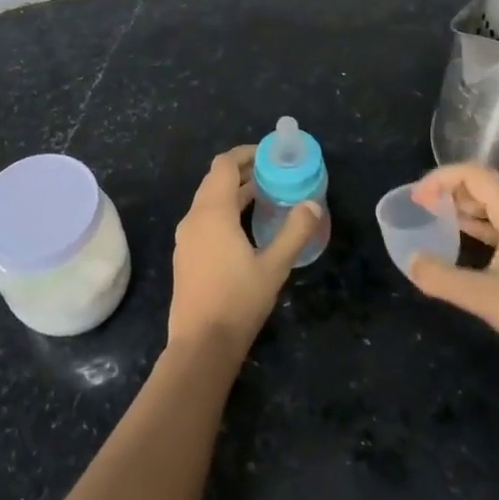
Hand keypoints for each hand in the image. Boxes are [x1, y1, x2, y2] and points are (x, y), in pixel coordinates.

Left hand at [167, 146, 321, 357]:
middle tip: (273, 173)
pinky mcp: (185, 256)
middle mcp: (194, 219)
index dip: (245, 154)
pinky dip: (224, 211)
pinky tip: (244, 228)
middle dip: (242, 171)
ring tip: (264, 196)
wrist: (201, 345)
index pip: (224, 165)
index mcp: (212, 213)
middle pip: (215, 180)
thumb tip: (313, 204)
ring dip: (233, 192)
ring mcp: (186, 238)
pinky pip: (204, 219)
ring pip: (208, 201)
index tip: (270, 155)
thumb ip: (295, 231)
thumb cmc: (238, 301)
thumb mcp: (274, 266)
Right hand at [407, 163, 498, 385]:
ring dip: (464, 204)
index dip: (441, 179)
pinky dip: (478, 223)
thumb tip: (411, 261)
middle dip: (451, 187)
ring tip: (434, 216)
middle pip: (486, 183)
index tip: (417, 198)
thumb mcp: (484, 297)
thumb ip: (442, 277)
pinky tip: (461, 238)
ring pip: (495, 203)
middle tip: (422, 204)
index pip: (475, 175)